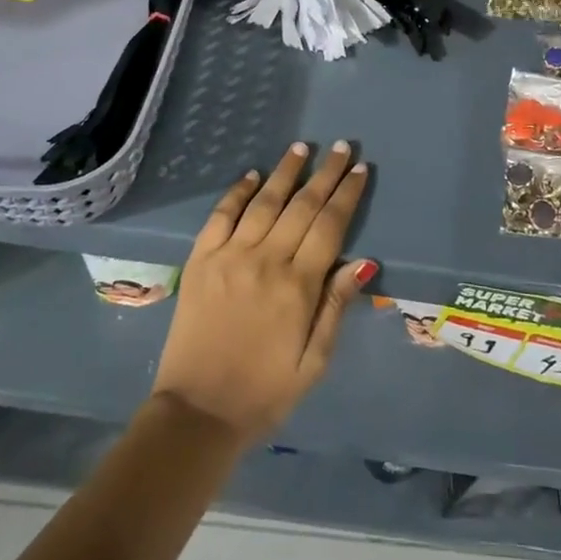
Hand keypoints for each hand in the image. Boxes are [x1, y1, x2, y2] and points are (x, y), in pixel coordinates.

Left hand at [152, 142, 374, 448]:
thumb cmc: (265, 393)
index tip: (359, 169)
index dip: (346, 195)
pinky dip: (237, 191)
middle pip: (302, 205)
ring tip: (301, 148)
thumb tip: (363, 262)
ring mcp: (229, 256)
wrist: (197, 412)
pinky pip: (221, 215)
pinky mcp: (200, 260)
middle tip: (339, 147)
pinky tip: (252, 175)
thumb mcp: (314, 363)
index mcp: (298, 286)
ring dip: (285, 172)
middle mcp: (265, 260)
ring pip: (264, 202)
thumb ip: (336, 308)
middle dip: (324, 174)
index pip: (329, 226)